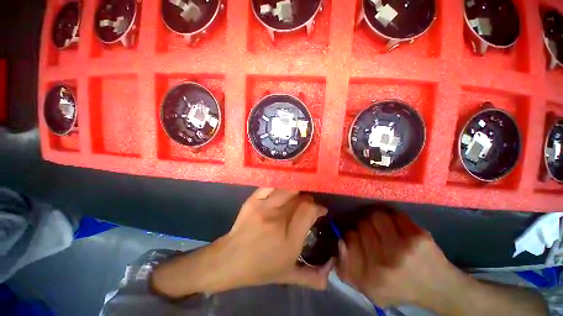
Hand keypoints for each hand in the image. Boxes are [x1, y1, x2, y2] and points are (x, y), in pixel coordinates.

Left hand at [216, 187, 332, 289]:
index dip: (318, 208)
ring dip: (297, 191)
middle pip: (300, 198)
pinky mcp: (253, 200)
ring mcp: (263, 207)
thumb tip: (330, 275)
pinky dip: (280, 186)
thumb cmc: (260, 269)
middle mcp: (278, 219)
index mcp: (289, 239)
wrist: (229, 260)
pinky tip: (283, 189)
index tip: (321, 211)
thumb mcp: (287, 276)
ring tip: (298, 196)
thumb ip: (312, 277)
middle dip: (309, 199)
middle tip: (309, 205)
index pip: (309, 211)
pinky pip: (271, 186)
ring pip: (288, 189)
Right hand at [336, 211, 465, 308]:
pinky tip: (396, 227)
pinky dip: (393, 218)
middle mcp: (384, 263)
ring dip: (376, 219)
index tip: (358, 238)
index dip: (351, 234)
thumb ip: (346, 269)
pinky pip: (395, 215)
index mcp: (369, 278)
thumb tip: (339, 241)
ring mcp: (403, 249)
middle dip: (364, 226)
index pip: (348, 239)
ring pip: (375, 216)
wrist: (437, 288)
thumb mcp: (368, 289)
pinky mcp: (418, 236)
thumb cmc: (398, 288)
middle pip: (361, 225)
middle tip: (372, 232)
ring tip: (382, 227)